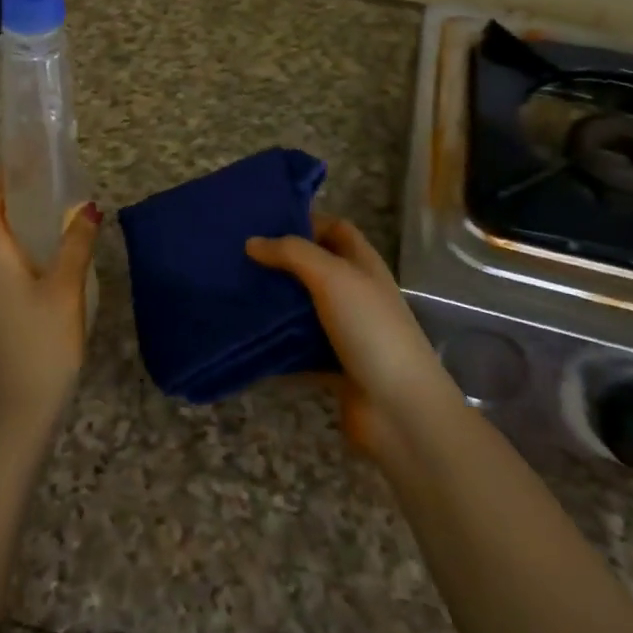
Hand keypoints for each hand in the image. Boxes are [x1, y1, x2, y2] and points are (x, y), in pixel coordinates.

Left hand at [0, 168, 101, 432]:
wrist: (20, 406)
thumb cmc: (42, 341)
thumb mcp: (65, 288)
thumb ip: (76, 244)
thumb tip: (88, 208)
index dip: (1, 176)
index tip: (23, 155)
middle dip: (10, 194)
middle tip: (45, 175)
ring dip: (15, 219)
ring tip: (49, 205)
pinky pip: (0, 261)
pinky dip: (18, 243)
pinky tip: (46, 249)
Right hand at [246, 217, 461, 458]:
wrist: (399, 410)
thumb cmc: (370, 329)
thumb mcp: (332, 277)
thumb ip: (292, 253)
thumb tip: (252, 242)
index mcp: (363, 265)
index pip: (335, 229)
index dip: (306, 221)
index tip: (265, 223)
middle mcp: (356, 294)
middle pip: (315, 269)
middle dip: (281, 263)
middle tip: (238, 259)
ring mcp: (346, 333)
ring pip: (304, 310)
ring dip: (276, 305)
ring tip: (233, 294)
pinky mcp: (333, 367)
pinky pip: (298, 350)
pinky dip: (276, 346)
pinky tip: (246, 339)